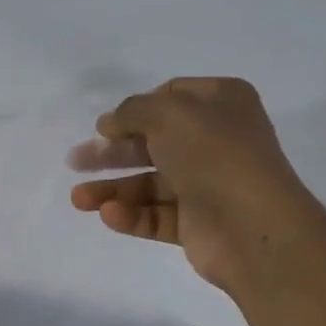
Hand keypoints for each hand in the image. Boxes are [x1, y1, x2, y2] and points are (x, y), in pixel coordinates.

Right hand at [70, 77, 317, 291]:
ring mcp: (207, 185)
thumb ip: (132, 111)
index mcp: (221, 104)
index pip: (170, 99)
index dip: (134, 111)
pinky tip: (108, 215)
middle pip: (153, 143)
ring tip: (78, 199)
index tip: (102, 127)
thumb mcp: (169, 114)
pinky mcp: (196, 224)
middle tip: (75, 161)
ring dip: (112, 189)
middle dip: (112, 153)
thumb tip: (109, 123)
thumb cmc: (214, 155)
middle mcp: (216, 141)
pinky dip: (131, 215)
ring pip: (150, 184)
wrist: (251, 226)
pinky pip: (156, 216)